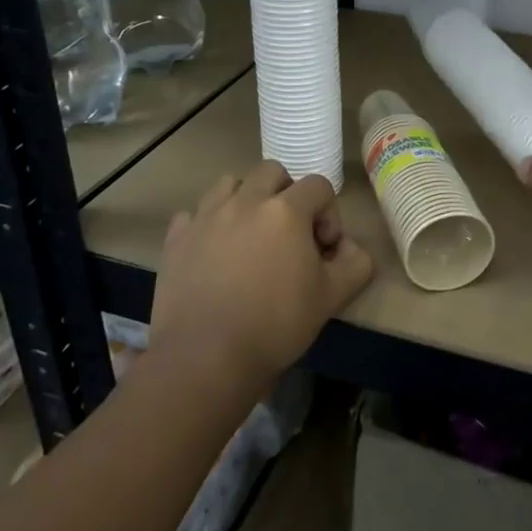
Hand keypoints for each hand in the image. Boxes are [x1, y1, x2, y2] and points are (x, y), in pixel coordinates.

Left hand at [151, 160, 372, 392]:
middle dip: (287, 195)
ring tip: (249, 236)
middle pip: (273, 172)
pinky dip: (207, 224)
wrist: (205, 358)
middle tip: (289, 234)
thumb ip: (355, 263)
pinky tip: (213, 252)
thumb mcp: (332, 297)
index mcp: (286, 210)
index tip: (324, 249)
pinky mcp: (176, 238)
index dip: (329, 213)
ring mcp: (206, 216)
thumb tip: (349, 247)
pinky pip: (193, 214)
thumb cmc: (275, 325)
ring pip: (230, 184)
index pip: (319, 185)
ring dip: (245, 199)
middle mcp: (245, 201)